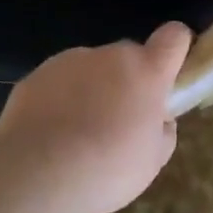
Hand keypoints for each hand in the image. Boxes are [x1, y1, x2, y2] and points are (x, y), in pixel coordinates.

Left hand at [0, 23, 191, 212]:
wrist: (38, 176)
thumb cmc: (108, 168)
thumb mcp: (153, 160)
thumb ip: (163, 129)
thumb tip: (159, 118)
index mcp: (147, 71)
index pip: (174, 36)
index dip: (176, 48)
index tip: (169, 73)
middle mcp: (111, 56)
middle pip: (129, 55)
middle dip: (128, 79)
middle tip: (118, 119)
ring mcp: (71, 61)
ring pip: (91, 68)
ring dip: (92, 88)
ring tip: (77, 133)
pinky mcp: (37, 74)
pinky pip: (58, 81)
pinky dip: (59, 98)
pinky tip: (49, 133)